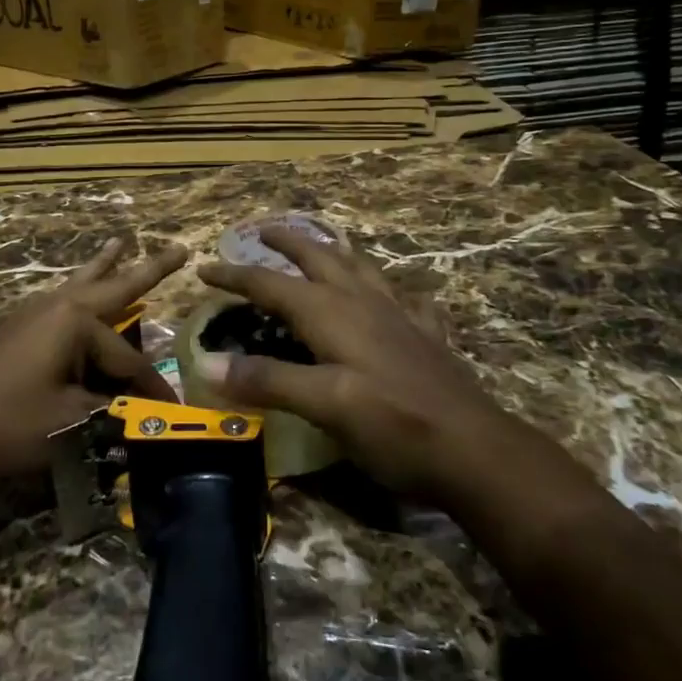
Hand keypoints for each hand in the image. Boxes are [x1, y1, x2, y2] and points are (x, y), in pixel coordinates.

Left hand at [0, 238, 188, 490]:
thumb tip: (147, 413)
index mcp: (75, 322)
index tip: (174, 411)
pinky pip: (61, 300)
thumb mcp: (73, 422)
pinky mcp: (19, 330)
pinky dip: (79, 289)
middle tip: (179, 250)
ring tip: (120, 242)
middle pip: (112, 287)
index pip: (129, 359)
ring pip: (81, 285)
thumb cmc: (10, 424)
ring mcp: (34, 314)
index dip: (152, 388)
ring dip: (105, 268)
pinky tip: (78, 289)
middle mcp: (57, 306)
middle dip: (147, 270)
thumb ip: (115, 411)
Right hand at [194, 226, 498, 502]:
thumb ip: (268, 380)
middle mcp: (363, 303)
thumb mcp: (324, 405)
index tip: (205, 267)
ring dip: (335, 252)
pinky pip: (406, 300)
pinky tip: (399, 298)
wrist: (476, 451)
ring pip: (362, 269)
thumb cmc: (393, 425)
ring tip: (323, 246)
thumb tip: (206, 362)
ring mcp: (400, 317)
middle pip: (319, 258)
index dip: (236, 275)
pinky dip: (392, 291)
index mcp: (332, 313)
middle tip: (263, 230)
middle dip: (288, 241)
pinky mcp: (426, 338)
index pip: (271, 284)